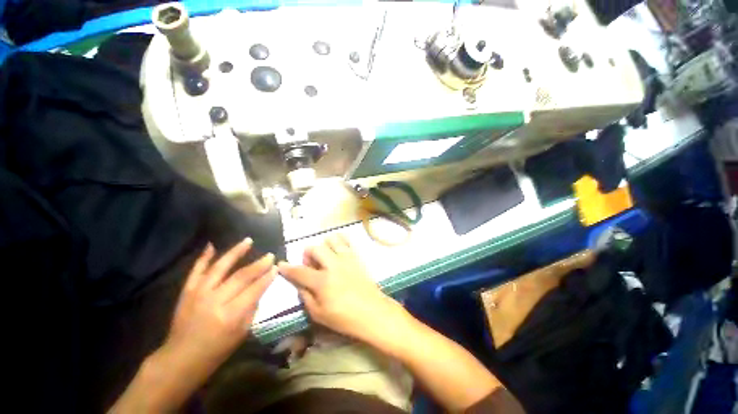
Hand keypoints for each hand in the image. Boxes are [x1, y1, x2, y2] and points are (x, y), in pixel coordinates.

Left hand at [110, 239, 276, 413]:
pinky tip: (212, 245)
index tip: (277, 267)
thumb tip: (260, 289)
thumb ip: (252, 308)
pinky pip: (196, 271)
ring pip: (220, 267)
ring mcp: (198, 294)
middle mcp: (215, 301)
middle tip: (270, 255)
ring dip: (235, 252)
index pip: (254, 289)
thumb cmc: (216, 351)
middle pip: (241, 276)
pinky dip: (204, 257)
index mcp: (231, 315)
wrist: (180, 359)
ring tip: (248, 241)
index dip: (267, 277)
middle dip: (258, 264)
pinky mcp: (186, 292)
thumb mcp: (241, 334)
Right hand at [278, 234, 402, 342]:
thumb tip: (299, 283)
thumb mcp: (318, 314)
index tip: (281, 265)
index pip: (299, 271)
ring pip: (332, 239)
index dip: (287, 268)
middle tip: (310, 264)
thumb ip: (306, 296)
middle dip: (307, 254)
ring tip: (325, 257)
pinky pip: (346, 241)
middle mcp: (333, 265)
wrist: (372, 312)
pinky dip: (339, 242)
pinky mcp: (356, 257)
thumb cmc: (344, 318)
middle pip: (315, 248)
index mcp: (322, 281)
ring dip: (324, 246)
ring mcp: (347, 258)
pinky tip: (337, 252)